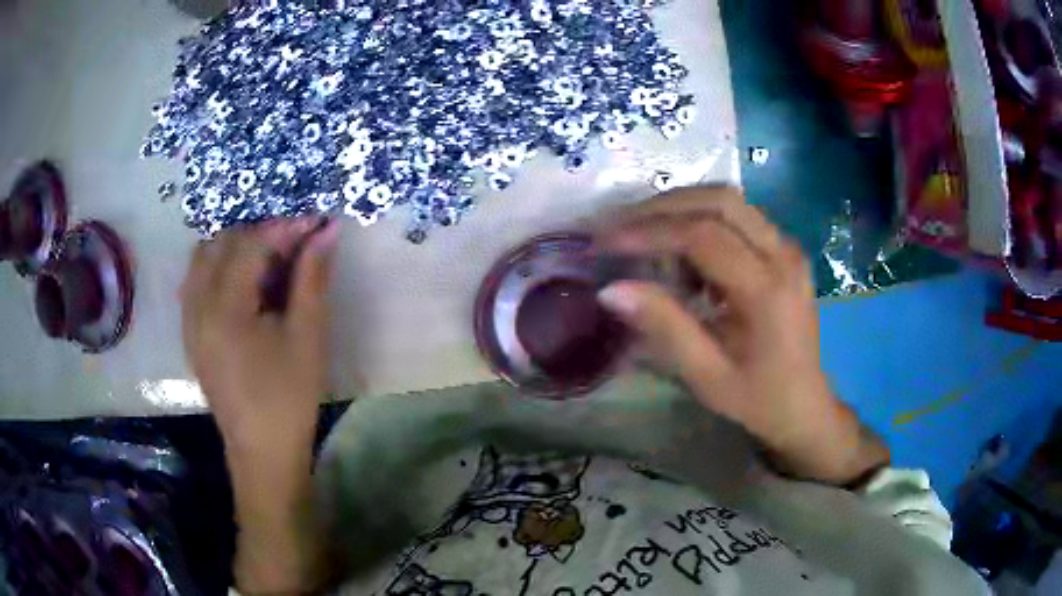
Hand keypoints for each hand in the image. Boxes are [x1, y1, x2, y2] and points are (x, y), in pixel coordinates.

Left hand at [181, 218, 339, 451]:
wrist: (262, 451)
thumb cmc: (289, 398)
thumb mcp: (308, 337)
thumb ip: (312, 278)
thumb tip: (327, 231)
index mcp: (224, 309)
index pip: (251, 245)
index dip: (285, 227)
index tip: (315, 222)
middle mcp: (197, 306)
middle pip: (221, 243)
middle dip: (259, 233)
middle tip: (293, 242)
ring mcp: (189, 320)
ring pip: (203, 259)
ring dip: (235, 248)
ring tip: (268, 260)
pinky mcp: (190, 333)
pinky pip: (196, 281)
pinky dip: (220, 268)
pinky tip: (244, 284)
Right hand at [595, 186, 887, 484]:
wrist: (804, 406)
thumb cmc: (757, 399)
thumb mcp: (706, 375)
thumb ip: (663, 327)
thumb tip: (610, 289)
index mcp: (767, 291)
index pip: (703, 235)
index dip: (649, 232)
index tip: (605, 241)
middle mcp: (784, 256)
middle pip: (720, 200)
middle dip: (663, 207)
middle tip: (620, 229)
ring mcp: (788, 248)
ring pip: (729, 201)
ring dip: (682, 210)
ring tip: (647, 241)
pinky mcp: (786, 250)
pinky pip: (739, 217)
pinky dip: (703, 222)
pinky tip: (685, 257)